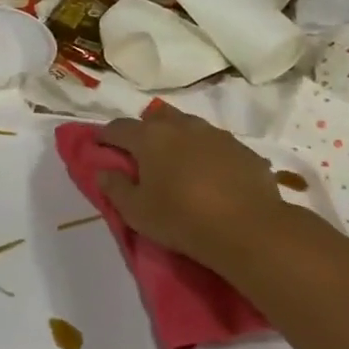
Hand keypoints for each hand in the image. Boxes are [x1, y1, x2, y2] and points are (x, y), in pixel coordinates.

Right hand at [98, 106, 302, 274]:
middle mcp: (181, 126)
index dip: (105, 136)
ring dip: (178, 139)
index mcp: (150, 137)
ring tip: (178, 163)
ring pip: (189, 127)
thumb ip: (115, 188)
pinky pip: (217, 145)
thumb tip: (103, 172)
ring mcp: (216, 135)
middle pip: (156, 118)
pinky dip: (207, 155)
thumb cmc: (182, 219)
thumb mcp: (136, 212)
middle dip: (144, 130)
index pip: (118, 128)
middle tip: (142, 154)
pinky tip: (211, 177)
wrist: (250, 229)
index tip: (99, 146)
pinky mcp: (243, 150)